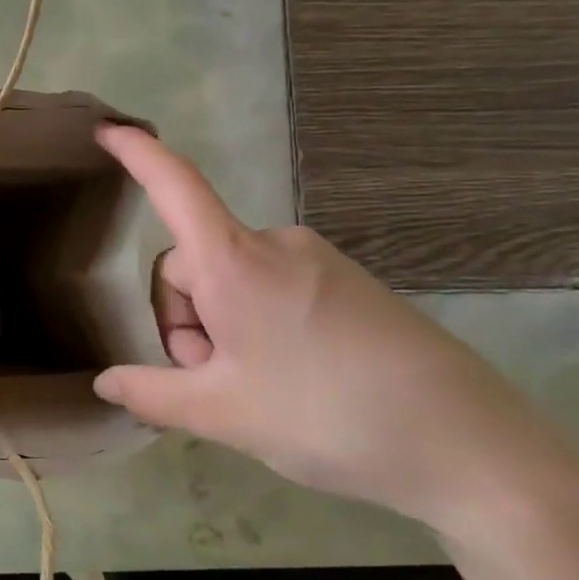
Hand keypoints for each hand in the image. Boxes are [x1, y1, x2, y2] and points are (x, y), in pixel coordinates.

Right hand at [93, 123, 578, 531]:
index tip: (108, 129)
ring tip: (257, 388)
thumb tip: (106, 382)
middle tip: (214, 381)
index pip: (175, 189)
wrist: (473, 450)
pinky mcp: (349, 285)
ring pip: (231, 281)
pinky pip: (272, 289)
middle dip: (185, 319)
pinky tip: (292, 378)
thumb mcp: (219, 413)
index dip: (139, 155)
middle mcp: (275, 246)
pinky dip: (257, 325)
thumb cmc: (326, 417)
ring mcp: (318, 262)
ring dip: (220, 328)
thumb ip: (149, 393)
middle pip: (193, 265)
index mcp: (235, 264)